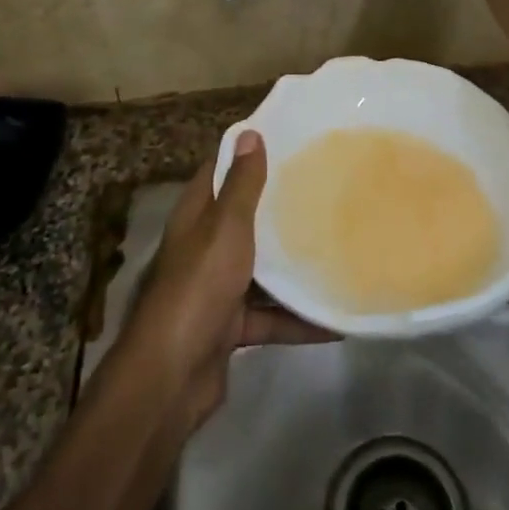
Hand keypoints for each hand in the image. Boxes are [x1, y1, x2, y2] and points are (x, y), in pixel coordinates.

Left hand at [122, 131, 333, 429]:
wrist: (171, 377)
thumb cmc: (199, 287)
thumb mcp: (224, 228)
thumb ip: (240, 186)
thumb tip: (249, 132)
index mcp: (196, 218)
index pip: (218, 173)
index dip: (246, 155)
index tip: (288, 140)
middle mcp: (203, 249)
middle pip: (243, 220)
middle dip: (278, 208)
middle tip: (325, 189)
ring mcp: (216, 290)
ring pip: (260, 270)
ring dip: (292, 266)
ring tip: (337, 249)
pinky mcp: (230, 328)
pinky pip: (270, 317)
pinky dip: (298, 319)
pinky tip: (335, 320)